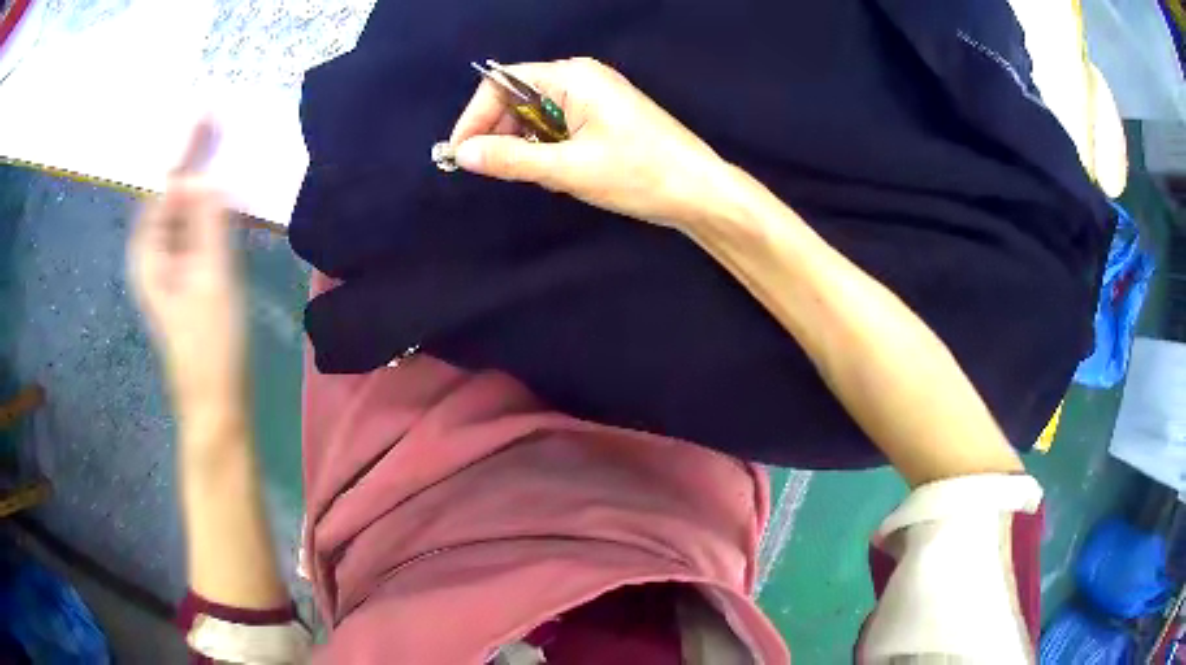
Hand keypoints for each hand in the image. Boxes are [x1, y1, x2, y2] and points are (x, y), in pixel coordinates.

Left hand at [128, 122, 245, 417]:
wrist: (216, 400)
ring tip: (221, 144)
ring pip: (182, 210)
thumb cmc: (210, 344)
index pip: (164, 188)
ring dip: (201, 178)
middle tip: (216, 119)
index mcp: (149, 254)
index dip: (184, 151)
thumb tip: (199, 175)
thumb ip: (205, 224)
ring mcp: (170, 267)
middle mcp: (153, 254)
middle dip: (191, 157)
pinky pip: (194, 228)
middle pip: (170, 195)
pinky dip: (208, 205)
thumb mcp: (210, 280)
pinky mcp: (187, 276)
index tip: (207, 114)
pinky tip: (224, 192)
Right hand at [450, 58, 731, 228]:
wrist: (700, 192)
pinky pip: (559, 126)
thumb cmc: (639, 175)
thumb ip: (510, 159)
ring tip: (539, 176)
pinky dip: (548, 149)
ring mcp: (595, 96)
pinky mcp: (604, 117)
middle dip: (500, 134)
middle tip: (497, 172)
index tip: (461, 155)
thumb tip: (462, 154)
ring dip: (526, 146)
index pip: (502, 84)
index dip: (475, 117)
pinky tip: (559, 173)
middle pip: (518, 97)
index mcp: (572, 77)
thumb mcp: (568, 169)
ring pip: (537, 116)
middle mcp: (581, 78)